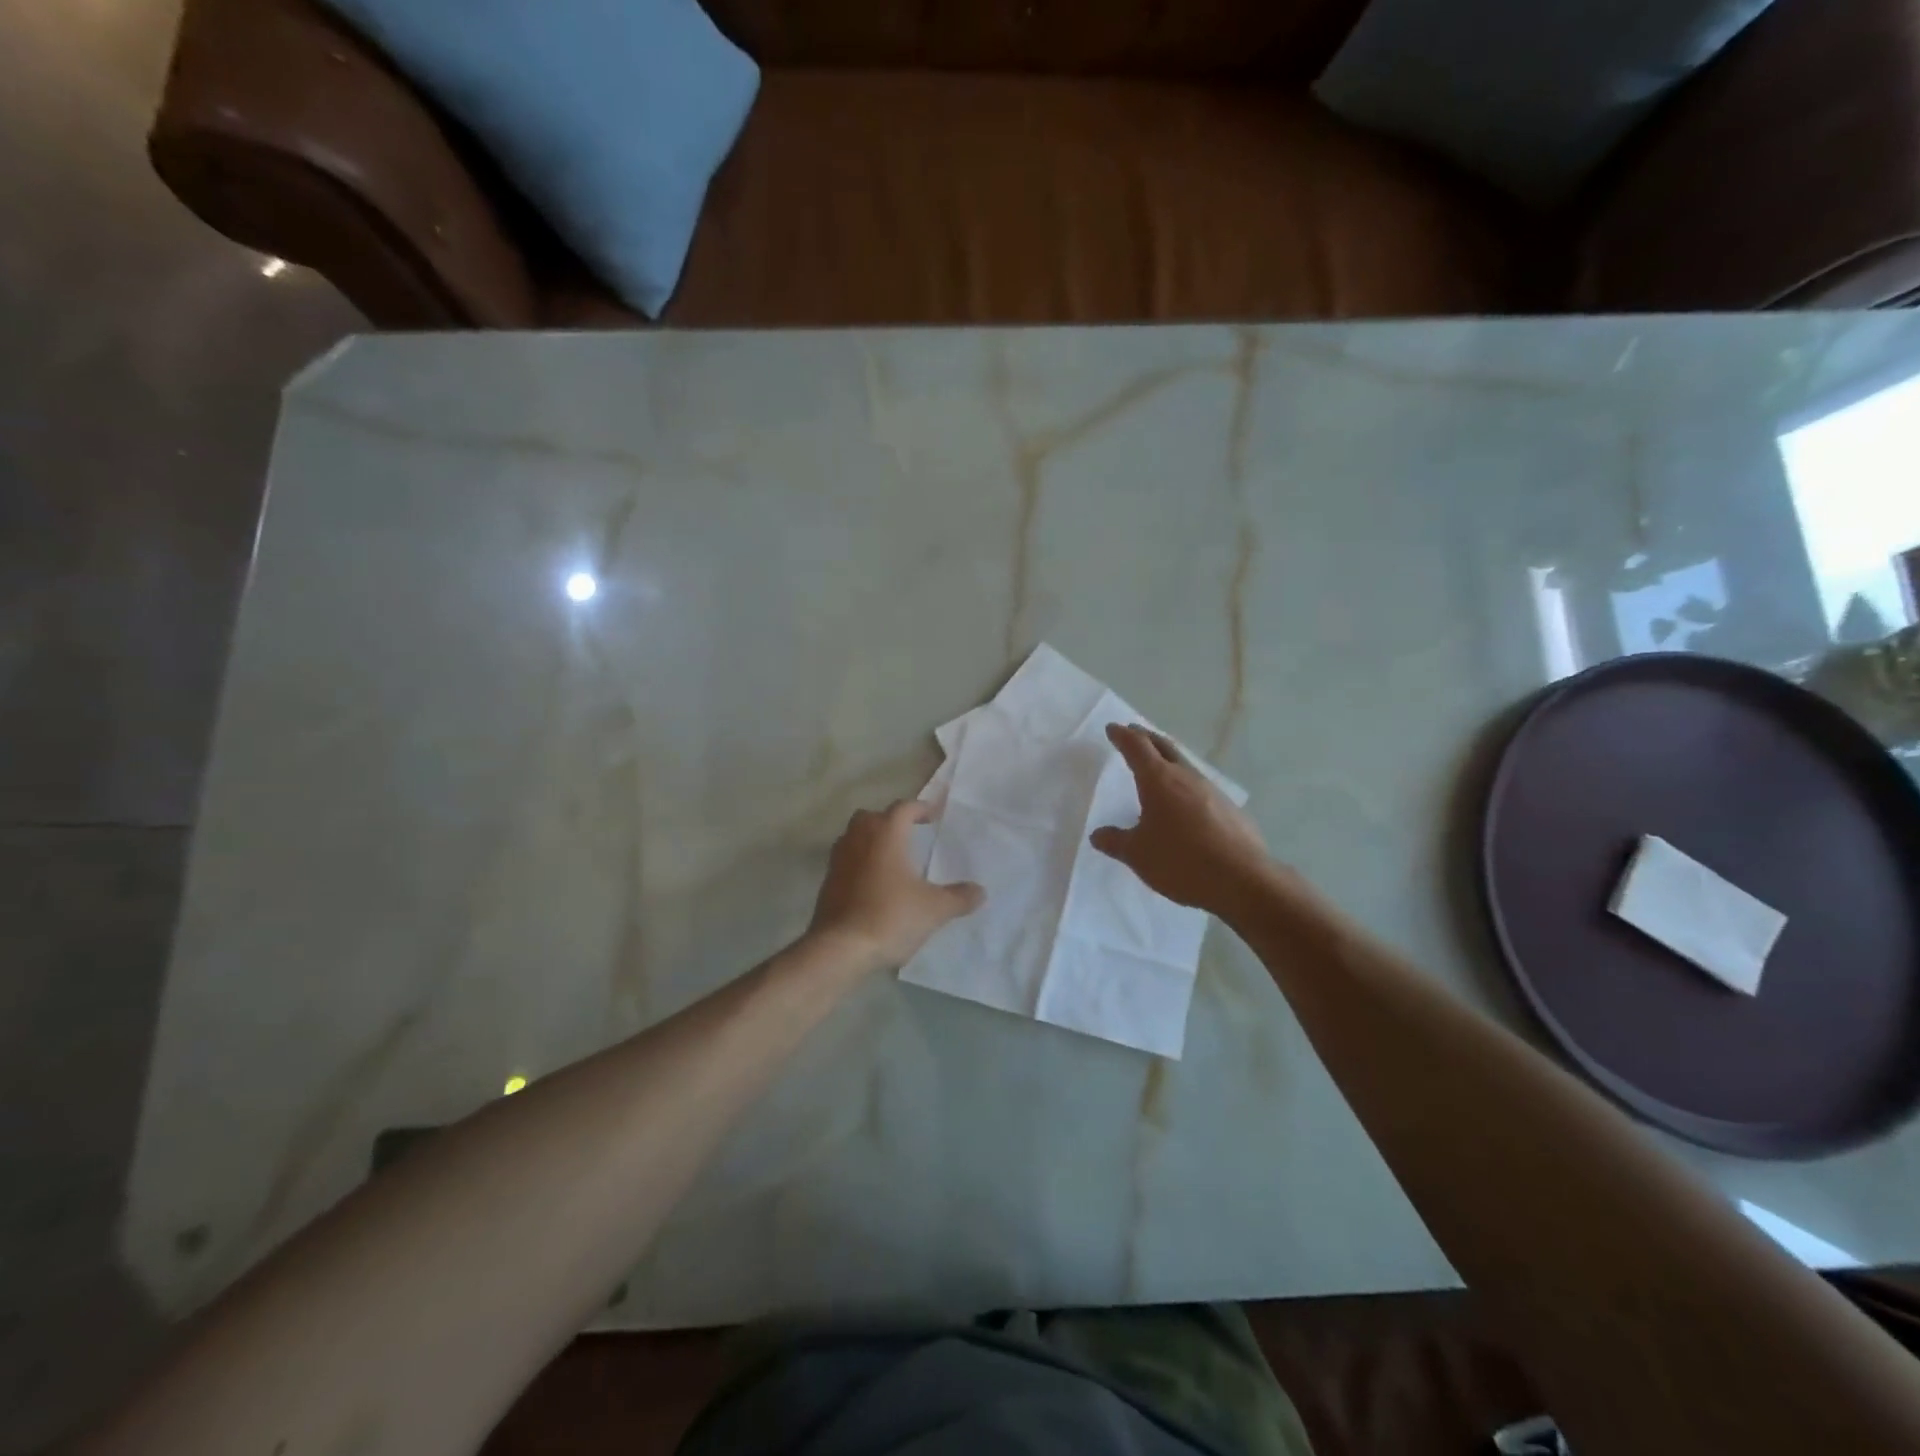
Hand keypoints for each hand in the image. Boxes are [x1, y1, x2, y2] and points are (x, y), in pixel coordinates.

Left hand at [807, 800, 985, 972]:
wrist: (840, 948)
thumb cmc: (890, 916)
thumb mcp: (934, 909)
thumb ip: (959, 897)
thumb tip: (980, 891)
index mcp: (886, 834)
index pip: (903, 808)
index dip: (921, 808)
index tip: (934, 815)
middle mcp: (859, 838)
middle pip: (873, 817)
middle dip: (890, 821)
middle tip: (909, 834)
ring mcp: (838, 859)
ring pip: (855, 837)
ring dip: (872, 841)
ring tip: (892, 859)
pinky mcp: (827, 882)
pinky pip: (846, 861)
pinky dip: (860, 863)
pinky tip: (874, 884)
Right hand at [1090, 723, 1271, 916]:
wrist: (1242, 880)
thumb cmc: (1180, 861)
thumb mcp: (1138, 855)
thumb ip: (1115, 841)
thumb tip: (1098, 834)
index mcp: (1158, 780)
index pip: (1137, 747)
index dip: (1123, 736)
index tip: (1113, 728)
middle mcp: (1186, 777)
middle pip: (1164, 747)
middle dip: (1146, 737)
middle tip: (1134, 732)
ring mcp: (1212, 791)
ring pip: (1185, 765)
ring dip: (1168, 759)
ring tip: (1157, 766)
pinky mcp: (1229, 809)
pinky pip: (1200, 788)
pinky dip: (1185, 785)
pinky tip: (1185, 802)